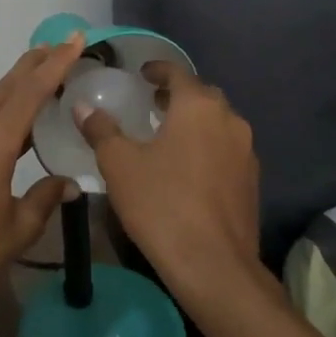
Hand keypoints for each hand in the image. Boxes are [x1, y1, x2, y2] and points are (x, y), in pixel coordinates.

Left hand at [0, 39, 84, 332]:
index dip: (55, 63)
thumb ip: (45, 198)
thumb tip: (68, 183)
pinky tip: (18, 120)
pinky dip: (3, 108)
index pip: (30, 91)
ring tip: (47, 74)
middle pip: (7, 86)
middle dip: (36, 63)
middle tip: (63, 44)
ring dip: (19, 84)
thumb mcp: (18, 228)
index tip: (74, 38)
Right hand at [75, 63, 262, 306]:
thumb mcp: (119, 164)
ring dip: (195, 121)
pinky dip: (207, 147)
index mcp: (198, 107)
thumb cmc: (162, 204)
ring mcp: (246, 152)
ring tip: (167, 135)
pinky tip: (187, 168)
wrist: (214, 267)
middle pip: (202, 96)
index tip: (142, 74)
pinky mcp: (252, 182)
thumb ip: (101, 130)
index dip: (158, 69)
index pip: (178, 73)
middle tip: (151, 104)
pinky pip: (227, 150)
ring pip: (218, 123)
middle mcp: (229, 120)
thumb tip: (83, 106)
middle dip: (178, 95)